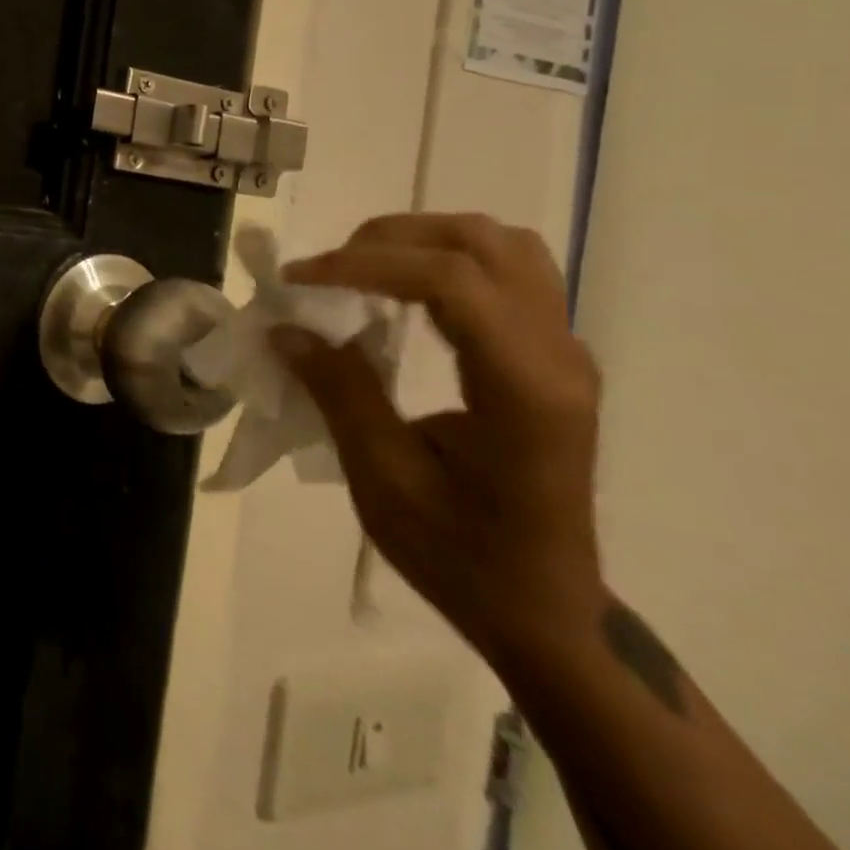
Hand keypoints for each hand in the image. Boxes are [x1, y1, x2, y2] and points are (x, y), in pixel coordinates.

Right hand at [272, 213, 606, 663]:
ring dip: (423, 240)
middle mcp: (558, 356)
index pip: (451, 282)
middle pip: (482, 243)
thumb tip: (286, 328)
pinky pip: (507, 272)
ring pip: (503, 245)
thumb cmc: (462, 555)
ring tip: (361, 267)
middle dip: (391, 239)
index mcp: (524, 390)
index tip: (298, 279)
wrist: (544, 609)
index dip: (364, 264)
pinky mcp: (551, 357)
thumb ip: (340, 393)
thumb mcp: (384, 481)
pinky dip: (445, 260)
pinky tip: (402, 289)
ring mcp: (563, 352)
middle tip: (327, 269)